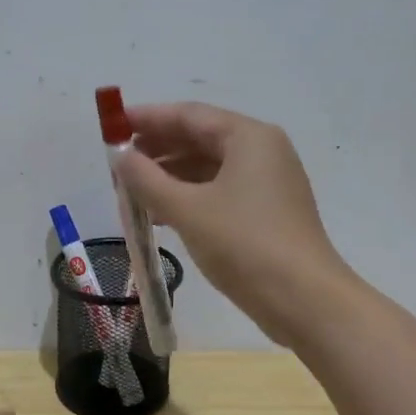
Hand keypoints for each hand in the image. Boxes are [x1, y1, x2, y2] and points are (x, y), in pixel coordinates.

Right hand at [112, 101, 351, 344]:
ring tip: (132, 193)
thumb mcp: (187, 209)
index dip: (148, 118)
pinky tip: (161, 215)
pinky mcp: (267, 212)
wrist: (303, 300)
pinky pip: (220, 191)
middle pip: (200, 138)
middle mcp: (262, 151)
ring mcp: (267, 183)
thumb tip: (120, 157)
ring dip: (170, 177)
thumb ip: (147, 179)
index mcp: (249, 137)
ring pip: (208, 168)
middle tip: (119, 165)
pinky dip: (189, 197)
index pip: (189, 115)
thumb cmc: (243, 244)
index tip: (112, 126)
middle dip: (157, 150)